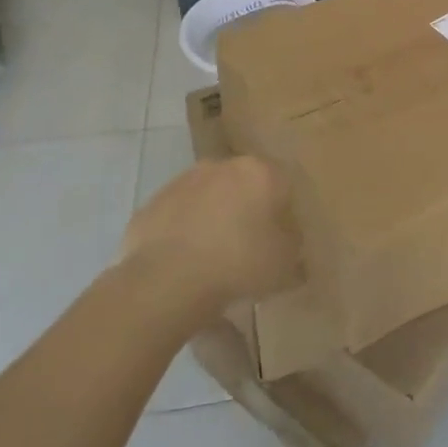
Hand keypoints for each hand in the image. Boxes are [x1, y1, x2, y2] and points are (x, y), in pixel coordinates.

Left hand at [121, 156, 302, 306]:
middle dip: (248, 209)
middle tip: (248, 245)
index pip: (283, 185)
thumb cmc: (238, 264)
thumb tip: (287, 238)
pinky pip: (179, 214)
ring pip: (209, 195)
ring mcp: (184, 181)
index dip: (284, 213)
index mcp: (261, 172)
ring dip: (214, 216)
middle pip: (244, 185)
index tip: (280, 239)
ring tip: (213, 255)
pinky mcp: (154, 202)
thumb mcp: (285, 262)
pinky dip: (185, 230)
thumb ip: (292, 243)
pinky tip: (185, 260)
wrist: (166, 280)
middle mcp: (223, 166)